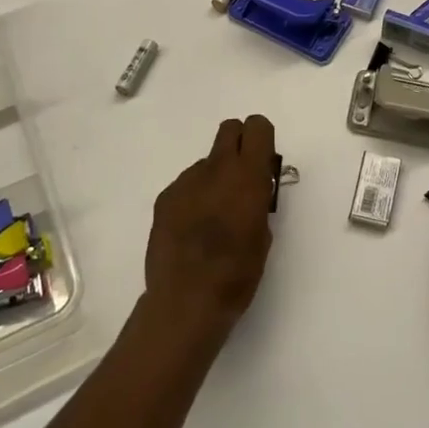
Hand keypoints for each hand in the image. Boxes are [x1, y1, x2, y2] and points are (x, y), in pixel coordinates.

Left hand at [144, 115, 277, 343]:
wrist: (186, 300)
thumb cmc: (237, 273)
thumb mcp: (264, 235)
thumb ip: (259, 202)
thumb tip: (251, 192)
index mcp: (247, 176)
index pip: (257, 127)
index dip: (262, 140)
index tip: (263, 163)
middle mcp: (215, 169)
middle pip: (229, 129)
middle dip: (238, 145)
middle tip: (241, 178)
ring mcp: (185, 182)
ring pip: (206, 162)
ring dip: (214, 178)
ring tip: (212, 218)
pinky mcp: (164, 198)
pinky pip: (186, 185)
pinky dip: (193, 198)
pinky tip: (191, 230)